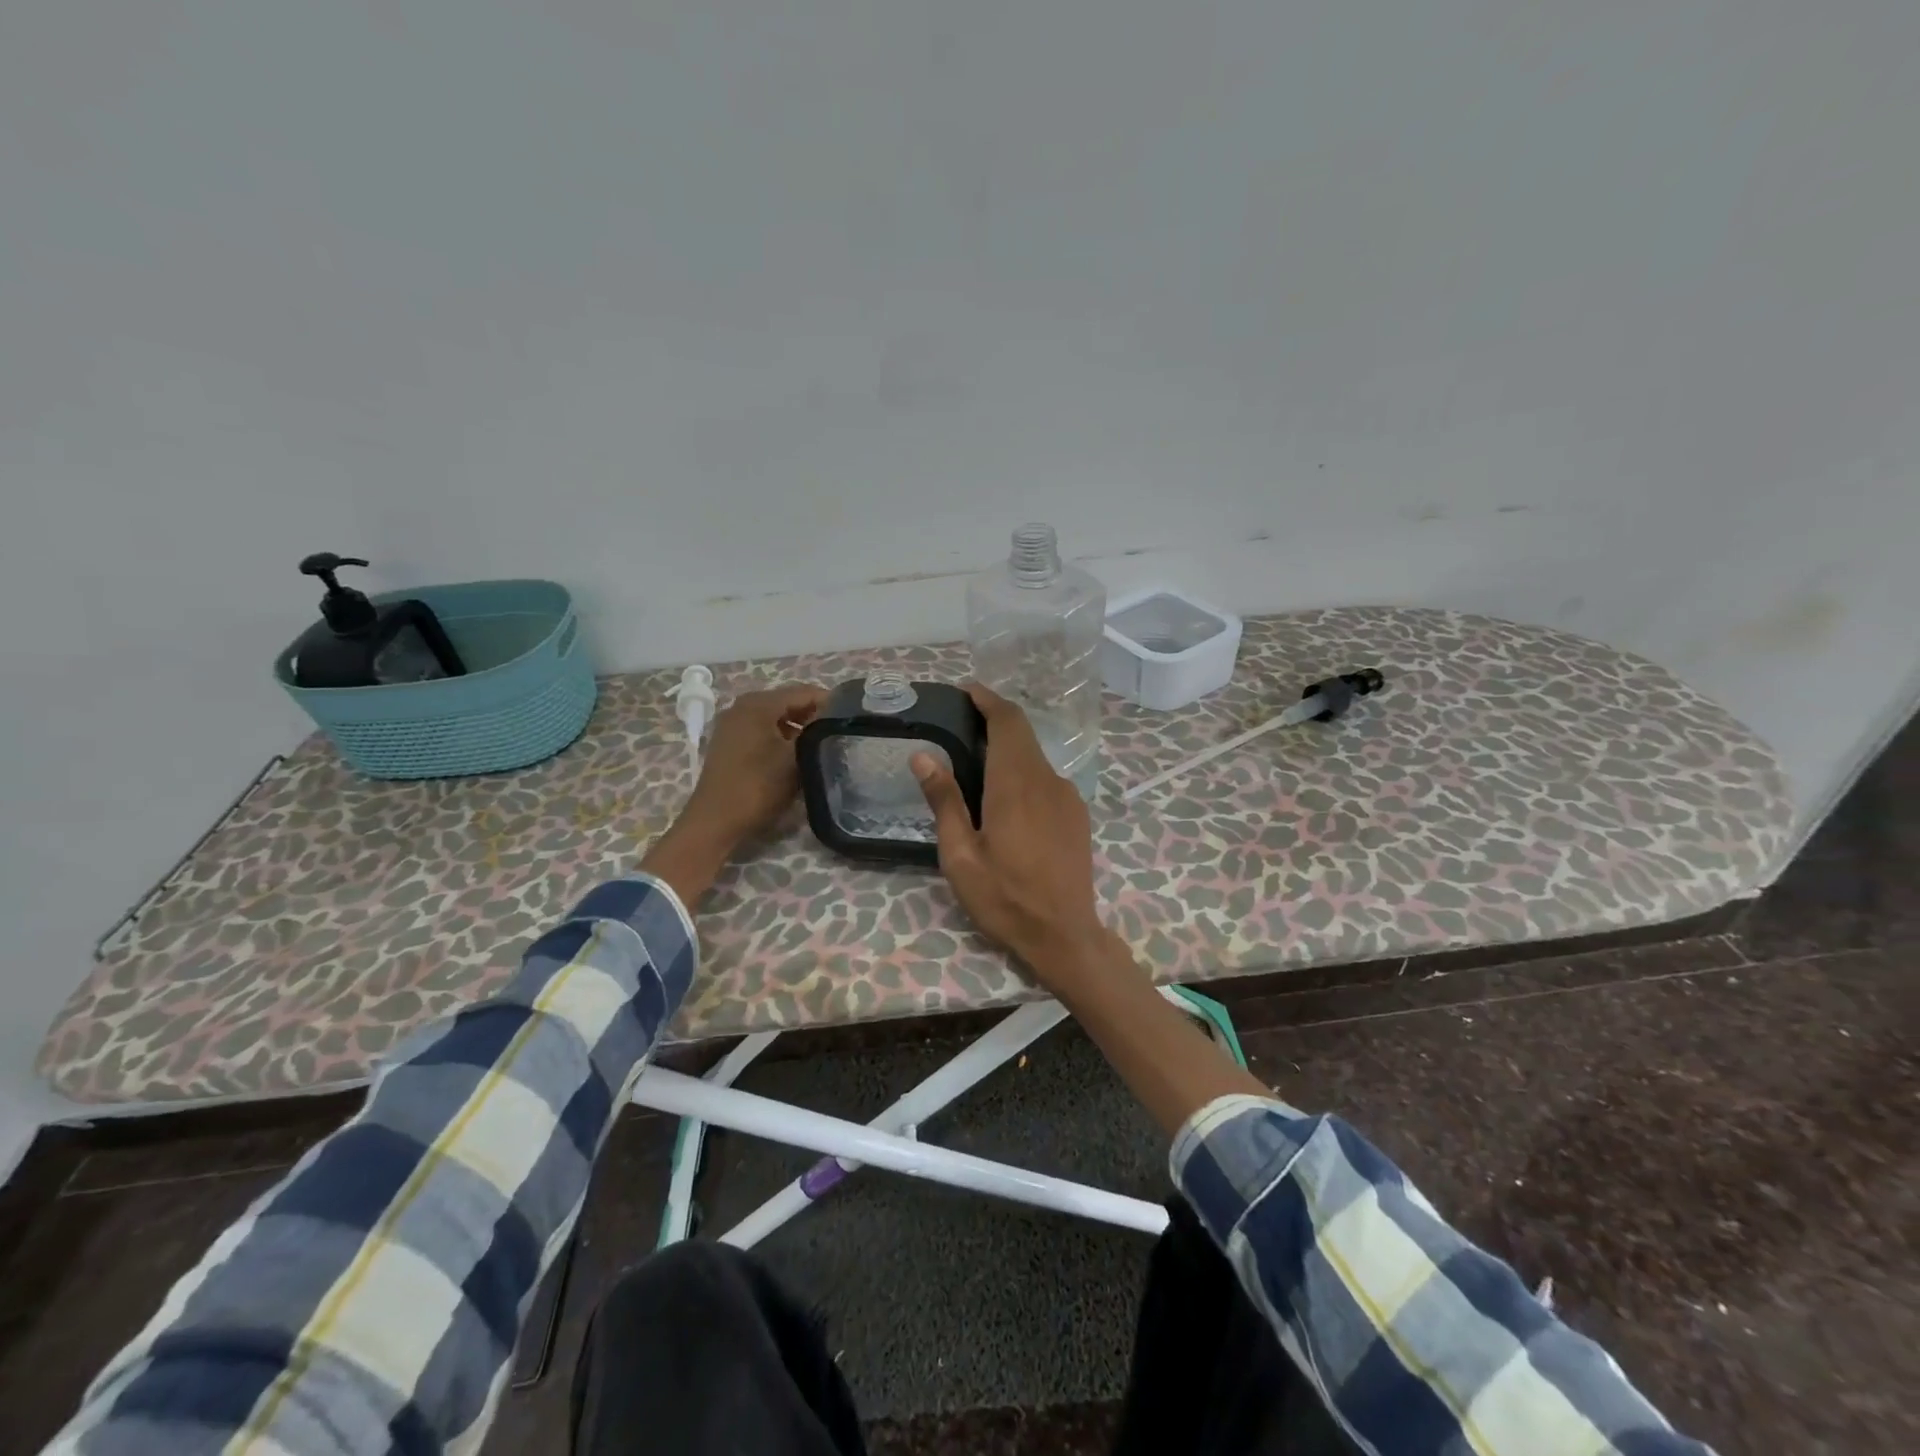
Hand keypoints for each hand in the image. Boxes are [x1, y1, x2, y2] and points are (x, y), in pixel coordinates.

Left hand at [644, 682, 824, 905]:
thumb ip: (815, 730)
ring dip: (798, 726)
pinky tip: (795, 753)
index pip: (803, 692)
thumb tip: (831, 717)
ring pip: (775, 716)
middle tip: (838, 731)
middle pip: (788, 701)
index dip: (830, 702)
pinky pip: (762, 729)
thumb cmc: (759, 785)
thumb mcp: (796, 757)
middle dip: (814, 714)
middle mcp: (743, 705)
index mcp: (759, 703)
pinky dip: (781, 735)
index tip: (850, 718)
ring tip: (821, 744)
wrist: (716, 820)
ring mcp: (733, 723)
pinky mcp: (729, 741)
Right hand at [910, 684, 1111, 984]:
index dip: (988, 699)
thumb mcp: (961, 856)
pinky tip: (1006, 800)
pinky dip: (1023, 772)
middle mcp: (1046, 780)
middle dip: (994, 719)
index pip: (1007, 721)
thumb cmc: (1005, 898)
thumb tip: (923, 757)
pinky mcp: (1077, 814)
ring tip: (976, 765)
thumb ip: (945, 802)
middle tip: (961, 724)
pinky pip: (1046, 779)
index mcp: (1015, 784)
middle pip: (1022, 733)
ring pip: (1034, 757)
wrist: (1065, 935)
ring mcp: (1067, 796)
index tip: (966, 690)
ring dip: (1008, 749)